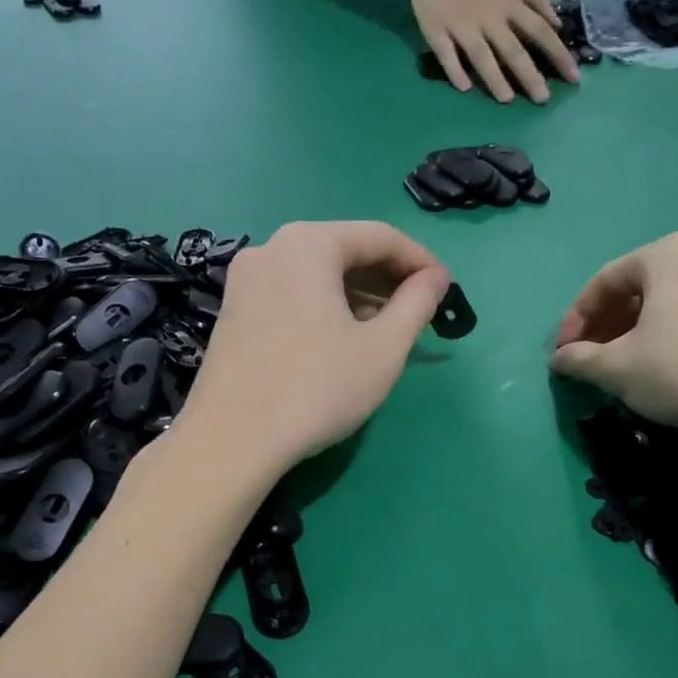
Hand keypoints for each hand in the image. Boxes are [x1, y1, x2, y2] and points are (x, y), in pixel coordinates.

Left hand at [180, 222, 452, 477]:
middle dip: (387, 278)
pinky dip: (324, 306)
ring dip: (357, 294)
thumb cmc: (317, 388)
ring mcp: (244, 280)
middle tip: (419, 312)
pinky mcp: (232, 311)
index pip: (380, 236)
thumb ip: (417, 304)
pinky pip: (291, 293)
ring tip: (386, 329)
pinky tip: (342, 339)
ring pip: (316, 274)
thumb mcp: (383, 348)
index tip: (446, 289)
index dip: (420, 260)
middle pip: (344, 250)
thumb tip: (436, 278)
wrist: (231, 441)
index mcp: (309, 244)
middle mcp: (271, 248)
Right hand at [403, 0, 578, 104]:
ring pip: (480, 54)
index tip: (573, 77)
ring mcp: (461, 25)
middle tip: (543, 99)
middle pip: (512, 48)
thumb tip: (557, 22)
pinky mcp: (436, 31)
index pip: (539, 31)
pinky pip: (446, 54)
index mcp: (508, 3)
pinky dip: (454, 70)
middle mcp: (488, 17)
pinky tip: (464, 88)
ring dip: (494, 77)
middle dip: (529, 74)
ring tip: (507, 99)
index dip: (557, 54)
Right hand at [551, 233, 677, 447]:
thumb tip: (561, 359)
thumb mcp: (616, 370)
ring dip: (667, 326)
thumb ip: (580, 360)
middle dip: (621, 321)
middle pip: (653, 286)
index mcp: (671, 255)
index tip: (565, 350)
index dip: (578, 317)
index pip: (607, 280)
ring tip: (655, 362)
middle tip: (604, 356)